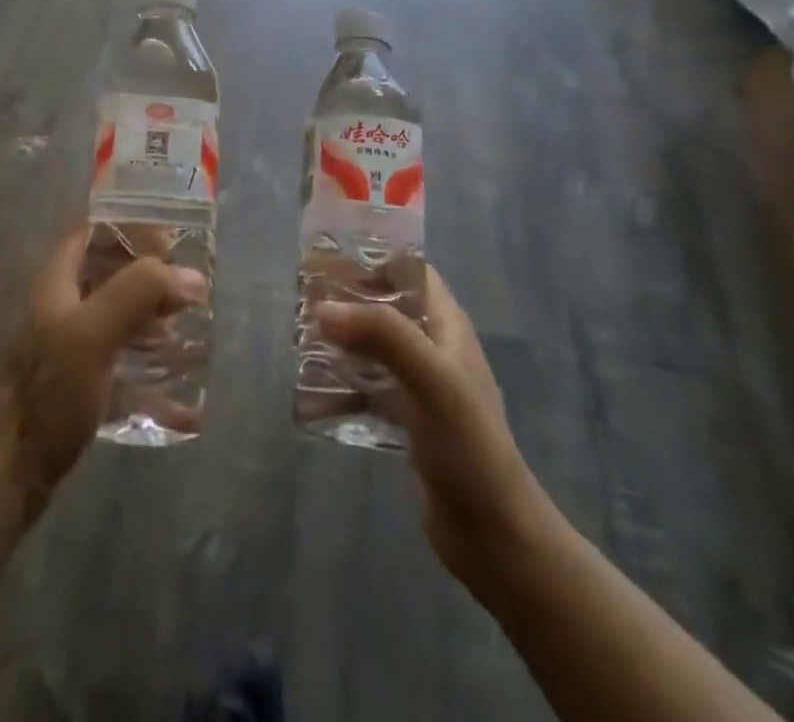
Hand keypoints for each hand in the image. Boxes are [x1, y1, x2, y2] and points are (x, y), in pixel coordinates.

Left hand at [0, 224, 206, 507]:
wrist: (9, 474)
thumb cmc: (49, 392)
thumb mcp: (92, 333)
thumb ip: (138, 293)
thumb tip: (192, 276)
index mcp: (58, 281)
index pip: (91, 231)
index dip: (129, 227)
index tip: (172, 241)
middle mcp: (62, 307)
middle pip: (110, 275)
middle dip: (151, 280)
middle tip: (191, 294)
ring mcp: (70, 349)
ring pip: (119, 322)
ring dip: (155, 326)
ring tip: (191, 339)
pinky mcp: (80, 388)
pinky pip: (124, 372)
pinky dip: (153, 380)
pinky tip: (185, 405)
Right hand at [319, 266, 548, 596]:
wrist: (494, 536)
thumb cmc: (469, 446)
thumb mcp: (431, 380)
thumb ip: (382, 337)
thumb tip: (323, 308)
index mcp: (448, 328)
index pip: (413, 272)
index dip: (377, 258)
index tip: (331, 256)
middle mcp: (434, 349)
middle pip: (386, 308)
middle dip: (347, 301)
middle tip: (302, 299)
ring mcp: (420, 387)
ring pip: (373, 349)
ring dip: (340, 344)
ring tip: (298, 341)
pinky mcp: (407, 422)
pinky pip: (367, 392)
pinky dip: (341, 390)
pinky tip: (311, 397)